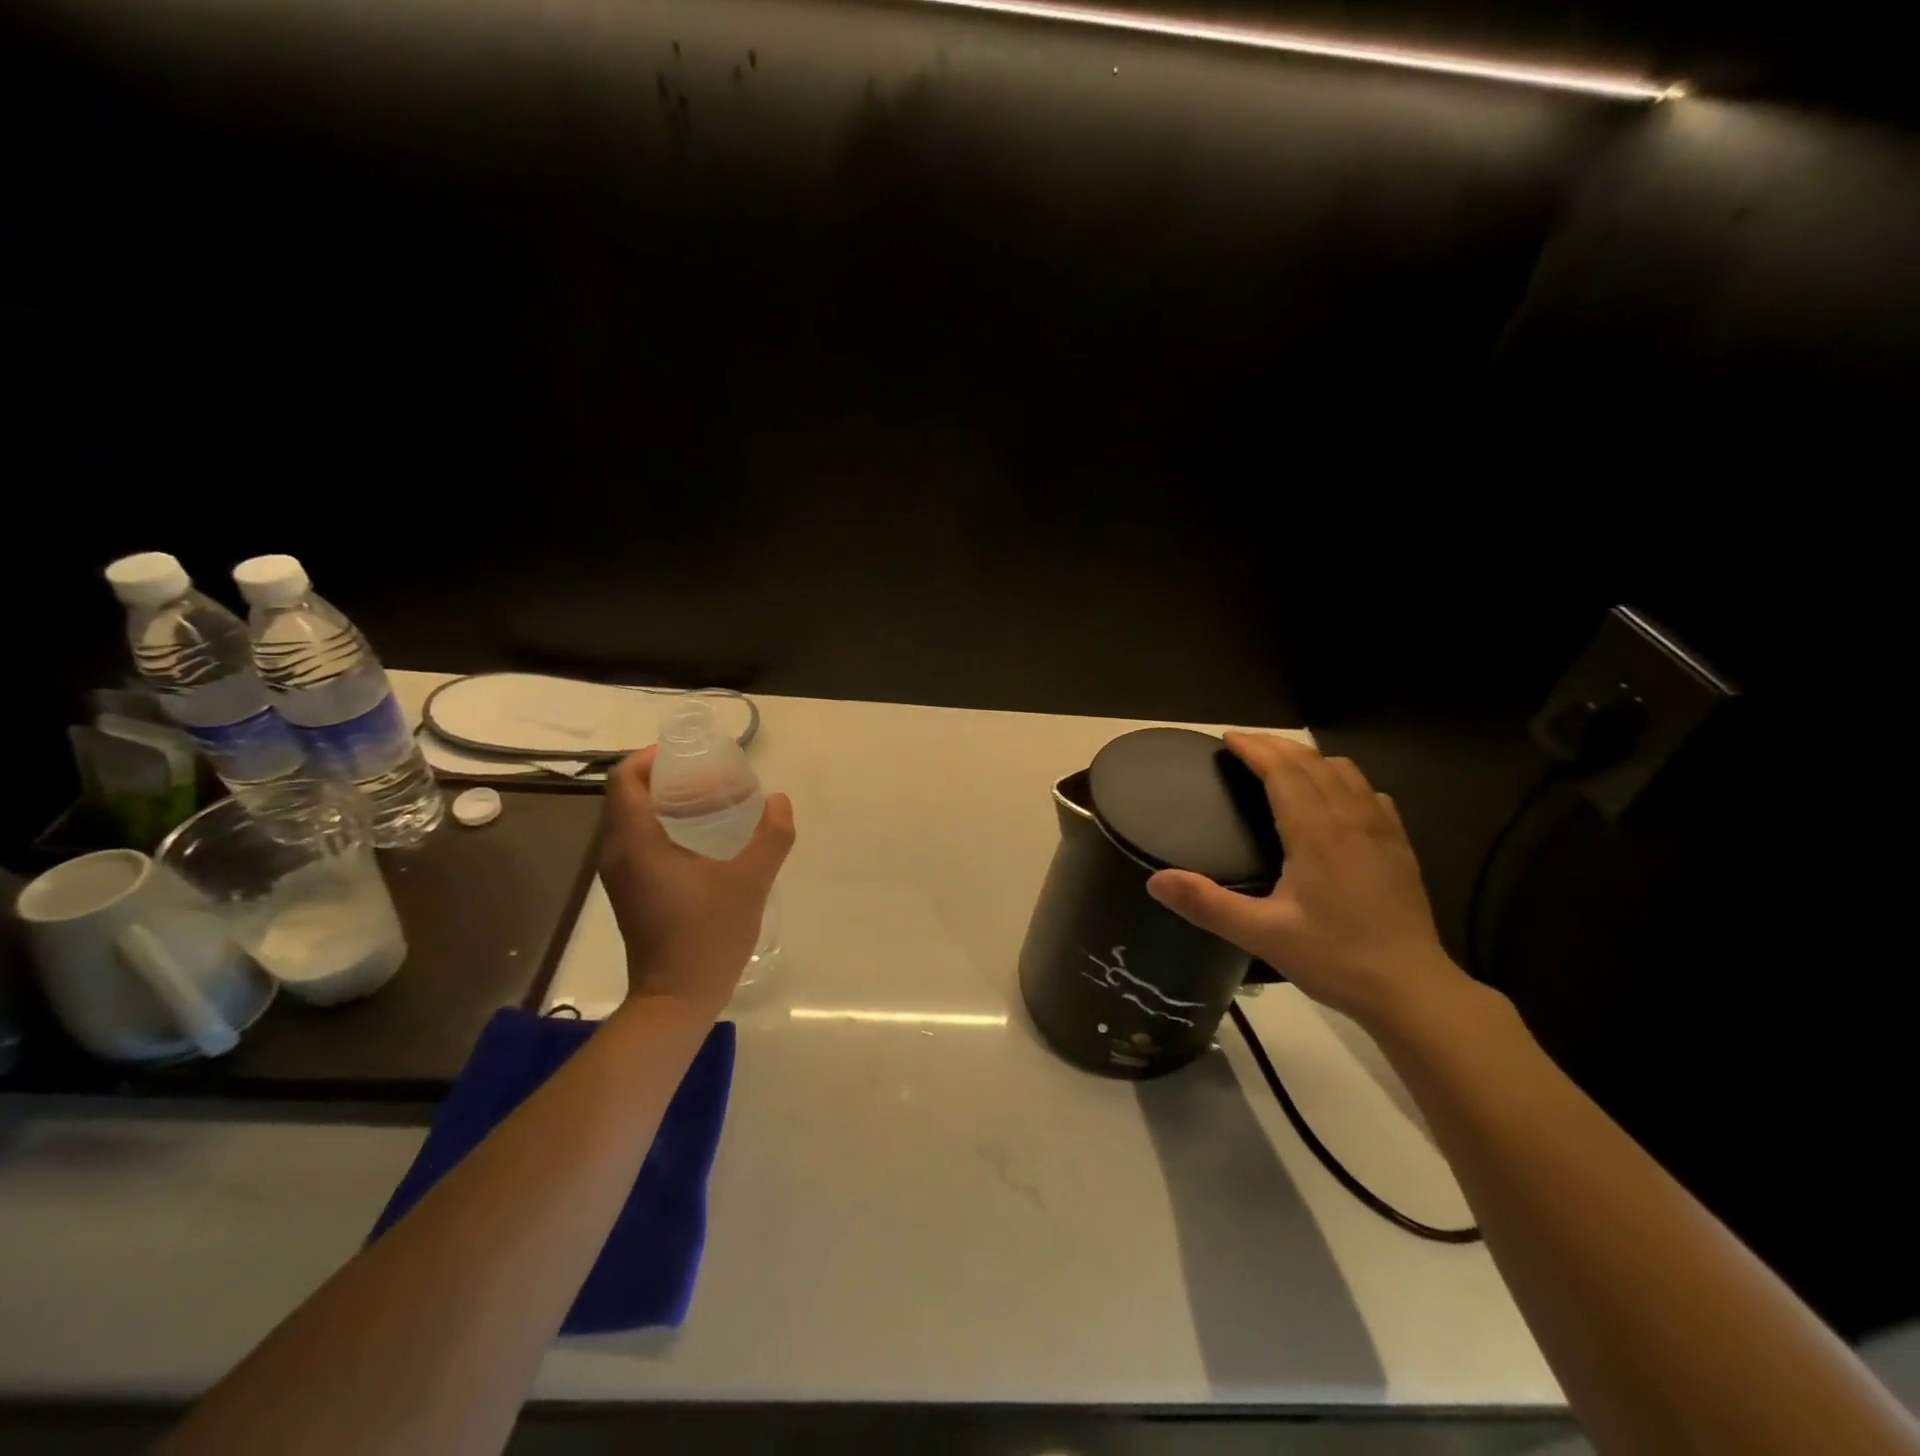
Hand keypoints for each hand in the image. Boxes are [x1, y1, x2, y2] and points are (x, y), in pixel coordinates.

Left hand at [600, 747, 795, 1020]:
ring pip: (631, 820)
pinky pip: (638, 842)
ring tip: (710, 802)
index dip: (650, 757)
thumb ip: (771, 836)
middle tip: (709, 776)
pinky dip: (663, 828)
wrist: (676, 999)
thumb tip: (780, 801)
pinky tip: (702, 839)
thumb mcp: (750, 881)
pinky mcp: (630, 892)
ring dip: (664, 803)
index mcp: (636, 842)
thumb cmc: (707, 935)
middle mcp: (617, 854)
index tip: (689, 755)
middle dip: (663, 777)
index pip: (624, 780)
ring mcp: (620, 876)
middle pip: (627, 796)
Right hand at [1146, 733, 1467, 1031]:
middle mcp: (1350, 820)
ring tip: (1284, 765)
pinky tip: (1338, 799)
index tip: (1227, 738)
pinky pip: (1371, 795)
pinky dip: (1344, 781)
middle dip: (1277, 746)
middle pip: (1313, 763)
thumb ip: (1206, 904)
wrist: (1413, 990)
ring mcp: (1382, 832)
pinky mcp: (1401, 849)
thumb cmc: (1335, 958)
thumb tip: (1155, 880)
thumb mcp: (1261, 934)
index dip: (1255, 749)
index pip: (1283, 772)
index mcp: (1316, 833)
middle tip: (1245, 745)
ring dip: (1311, 759)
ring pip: (1346, 773)